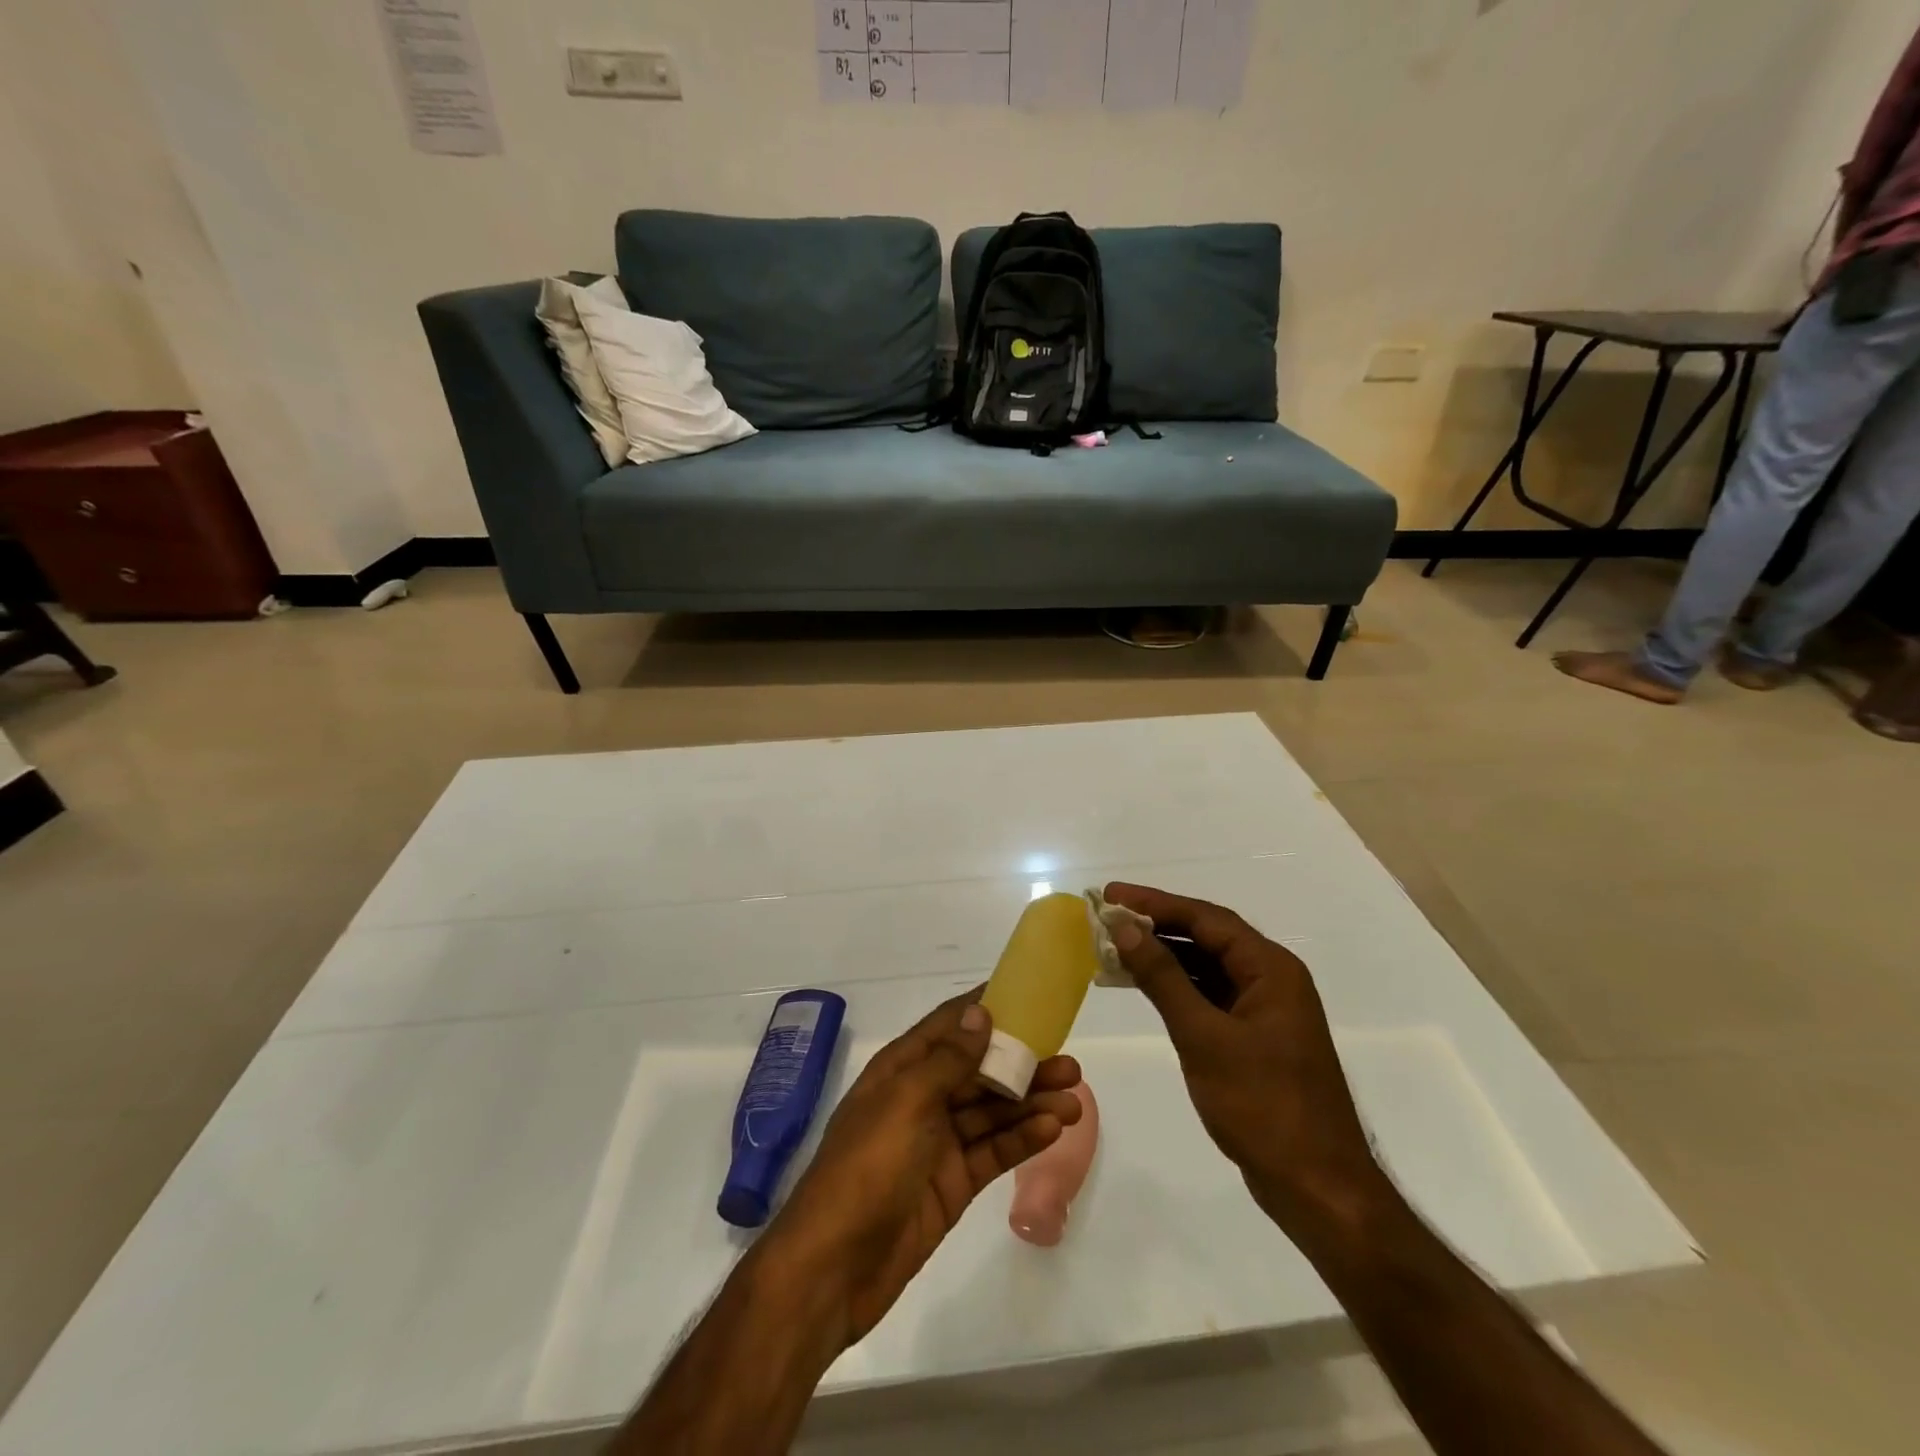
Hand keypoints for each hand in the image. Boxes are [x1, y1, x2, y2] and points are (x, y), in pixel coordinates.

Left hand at [762, 990, 1082, 1345]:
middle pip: (979, 1071)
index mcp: (901, 1069)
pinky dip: (1022, 1139)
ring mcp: (938, 1143)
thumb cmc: (867, 1166)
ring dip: (1031, 1103)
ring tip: (1074, 1099)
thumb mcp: (906, 1102)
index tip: (1027, 996)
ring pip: (992, 1112)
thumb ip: (947, 1060)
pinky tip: (1053, 1130)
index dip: (984, 1009)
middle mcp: (922, 1098)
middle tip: (1069, 1063)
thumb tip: (979, 1013)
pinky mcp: (953, 1183)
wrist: (834, 1266)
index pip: (948, 1026)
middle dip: (1022, 1064)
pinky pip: (993, 1151)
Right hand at [1103, 882, 1383, 1232]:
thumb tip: (1125, 928)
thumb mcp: (1203, 1036)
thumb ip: (1163, 978)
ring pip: (1207, 966)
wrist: (1317, 1187)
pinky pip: (1210, 994)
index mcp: (1270, 968)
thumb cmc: (1262, 1106)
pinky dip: (1176, 987)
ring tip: (1115, 947)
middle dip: (1157, 924)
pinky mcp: (1255, 1036)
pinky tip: (1144, 986)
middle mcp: (1271, 978)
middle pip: (1207, 936)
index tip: (1110, 895)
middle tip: (1107, 917)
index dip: (1155, 903)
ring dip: (1163, 956)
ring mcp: (1265, 1008)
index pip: (1206, 918)